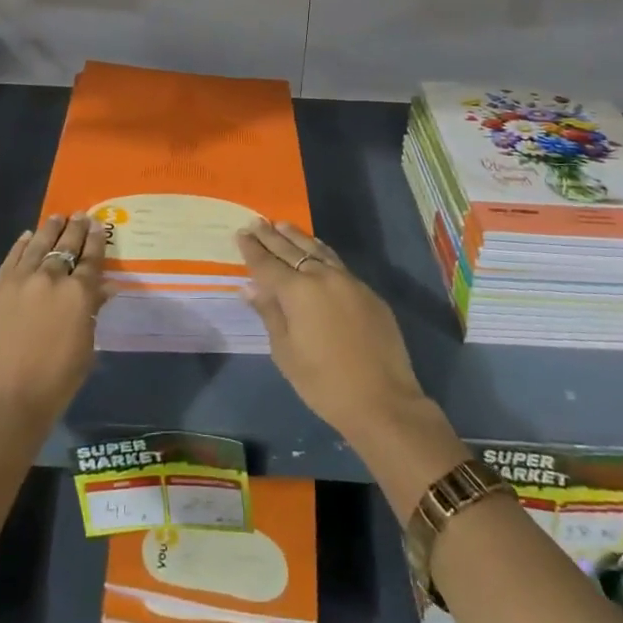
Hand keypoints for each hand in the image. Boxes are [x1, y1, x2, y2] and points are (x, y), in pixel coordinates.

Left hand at [0, 212, 107, 434]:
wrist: (2, 400)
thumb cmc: (54, 384)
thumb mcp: (85, 349)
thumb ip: (92, 313)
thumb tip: (102, 289)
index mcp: (79, 294)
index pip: (92, 259)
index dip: (97, 241)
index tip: (99, 226)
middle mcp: (52, 278)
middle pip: (66, 245)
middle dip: (76, 229)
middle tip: (81, 216)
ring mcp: (20, 280)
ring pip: (39, 245)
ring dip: (50, 229)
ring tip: (57, 216)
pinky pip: (12, 258)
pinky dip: (22, 244)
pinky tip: (28, 236)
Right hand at [235, 219, 428, 446]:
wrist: (382, 400)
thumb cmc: (323, 383)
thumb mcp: (286, 352)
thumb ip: (269, 313)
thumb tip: (250, 287)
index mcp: (297, 291)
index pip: (267, 264)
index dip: (252, 249)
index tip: (241, 233)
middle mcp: (322, 277)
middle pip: (291, 250)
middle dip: (271, 236)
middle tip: (256, 222)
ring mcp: (349, 281)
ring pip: (318, 250)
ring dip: (297, 237)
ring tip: (282, 225)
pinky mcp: (368, 292)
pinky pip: (337, 263)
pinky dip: (321, 252)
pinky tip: (317, 249)